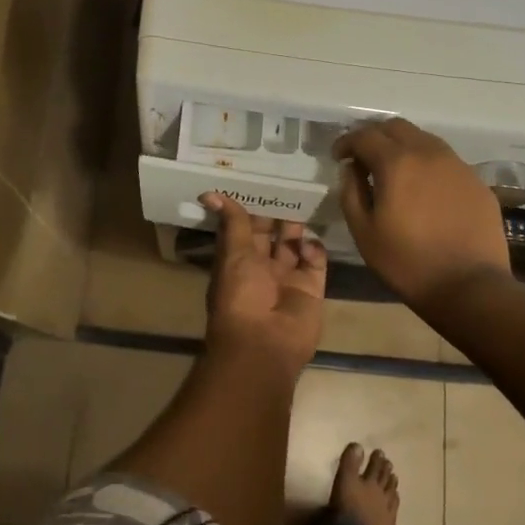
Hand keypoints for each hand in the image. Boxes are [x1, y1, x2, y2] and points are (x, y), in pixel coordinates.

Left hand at [200, 192, 326, 377]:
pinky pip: (315, 261)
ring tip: (303, 203)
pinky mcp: (312, 287)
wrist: (265, 343)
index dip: (252, 207)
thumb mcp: (233, 252)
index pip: (246, 228)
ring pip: (294, 244)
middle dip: (278, 214)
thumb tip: (209, 193)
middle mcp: (262, 268)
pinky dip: (313, 249)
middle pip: (272, 234)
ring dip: (297, 227)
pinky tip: (307, 244)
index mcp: (238, 260)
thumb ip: (232, 222)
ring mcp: (289, 278)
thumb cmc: (241, 295)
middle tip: (289, 185)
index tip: (262, 182)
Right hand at [334, 119, 510, 309]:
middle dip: (374, 136)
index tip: (338, 157)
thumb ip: (351, 193)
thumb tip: (351, 170)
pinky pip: (445, 160)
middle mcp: (429, 153)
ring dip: (402, 147)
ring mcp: (457, 165)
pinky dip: (426, 164)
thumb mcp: (364, 232)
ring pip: (424, 139)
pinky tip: (423, 189)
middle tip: (363, 158)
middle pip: (396, 127)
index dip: (346, 142)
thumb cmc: (407, 262)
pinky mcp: (476, 181)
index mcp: (397, 163)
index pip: (365, 135)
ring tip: (393, 172)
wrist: (470, 286)